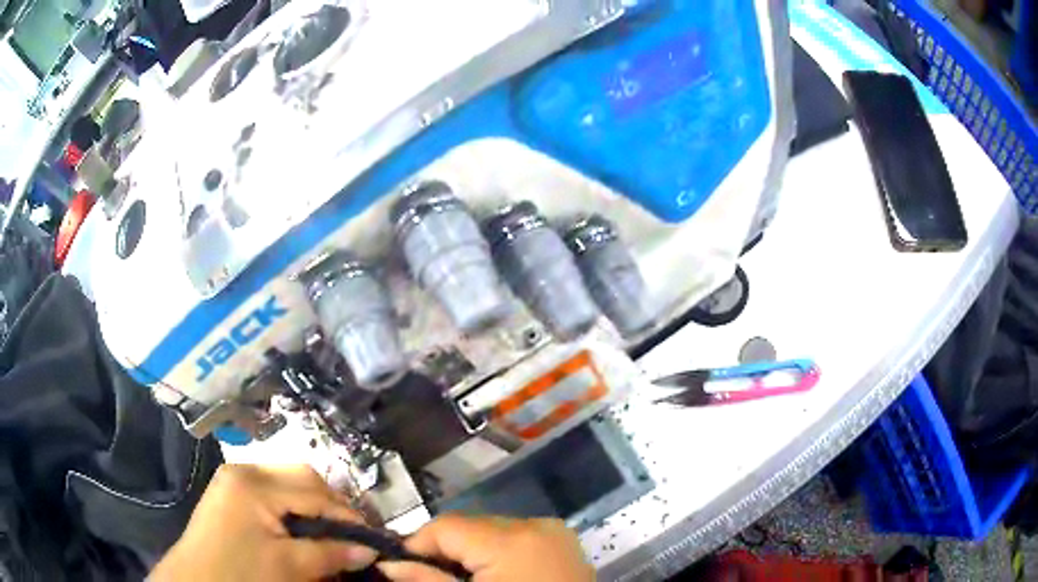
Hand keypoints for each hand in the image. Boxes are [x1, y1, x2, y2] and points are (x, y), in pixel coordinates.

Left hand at [150, 464, 376, 581]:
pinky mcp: (231, 492)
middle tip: (353, 534)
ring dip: (315, 506)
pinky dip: (295, 508)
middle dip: (332, 505)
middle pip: (303, 477)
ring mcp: (235, 479)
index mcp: (254, 483)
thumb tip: (369, 550)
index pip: (315, 493)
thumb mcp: (289, 566)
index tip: (372, 540)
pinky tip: (303, 529)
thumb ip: (329, 553)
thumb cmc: (241, 574)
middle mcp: (245, 470)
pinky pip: (273, 492)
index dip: (348, 517)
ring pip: (289, 482)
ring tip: (332, 533)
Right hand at [378, 515, 593, 581]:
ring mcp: (554, 532)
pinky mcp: (564, 543)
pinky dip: (499, 553)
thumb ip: (426, 580)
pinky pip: (517, 538)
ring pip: (492, 531)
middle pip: (469, 527)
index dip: (417, 545)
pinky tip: (495, 577)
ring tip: (463, 580)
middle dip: (445, 550)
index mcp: (510, 540)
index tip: (401, 567)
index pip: (444, 526)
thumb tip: (388, 564)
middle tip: (431, 577)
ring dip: (471, 552)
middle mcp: (535, 524)